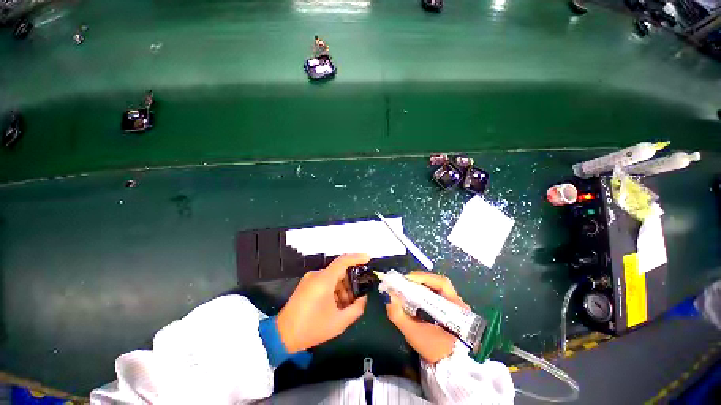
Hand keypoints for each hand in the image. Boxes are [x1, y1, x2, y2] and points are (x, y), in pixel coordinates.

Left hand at [277, 253, 369, 353]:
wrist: (282, 335)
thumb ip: (356, 309)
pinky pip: (325, 281)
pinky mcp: (306, 284)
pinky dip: (334, 289)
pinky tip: (336, 304)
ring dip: (342, 287)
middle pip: (339, 270)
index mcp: (324, 280)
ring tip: (346, 305)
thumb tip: (363, 298)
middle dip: (351, 281)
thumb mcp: (339, 322)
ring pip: (333, 276)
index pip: (343, 260)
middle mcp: (316, 275)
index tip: (368, 259)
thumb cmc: (312, 328)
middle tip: (358, 295)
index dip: (357, 257)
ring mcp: (310, 278)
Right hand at [384, 271, 468, 363]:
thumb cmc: (434, 351)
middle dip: (419, 279)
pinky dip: (422, 291)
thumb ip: (399, 315)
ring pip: (436, 287)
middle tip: (403, 281)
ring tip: (405, 285)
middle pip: (438, 282)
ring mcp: (454, 305)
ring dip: (420, 284)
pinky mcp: (447, 309)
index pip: (441, 283)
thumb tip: (387, 296)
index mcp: (456, 307)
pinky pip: (434, 294)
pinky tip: (412, 294)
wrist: (448, 368)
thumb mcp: (414, 334)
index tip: (406, 278)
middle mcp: (457, 302)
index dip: (423, 277)